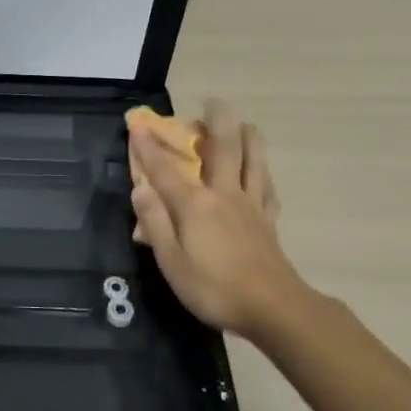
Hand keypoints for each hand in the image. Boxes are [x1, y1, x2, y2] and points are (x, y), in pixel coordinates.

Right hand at [129, 99, 313, 336]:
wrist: (273, 308)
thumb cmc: (213, 287)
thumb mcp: (171, 260)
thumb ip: (155, 222)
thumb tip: (140, 188)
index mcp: (195, 205)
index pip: (165, 170)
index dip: (149, 147)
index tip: (137, 123)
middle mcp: (224, 196)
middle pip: (223, 151)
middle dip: (215, 123)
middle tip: (214, 101)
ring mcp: (251, 207)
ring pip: (252, 163)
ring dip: (249, 139)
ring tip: (248, 124)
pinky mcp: (269, 223)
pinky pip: (267, 190)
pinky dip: (264, 175)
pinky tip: (265, 175)